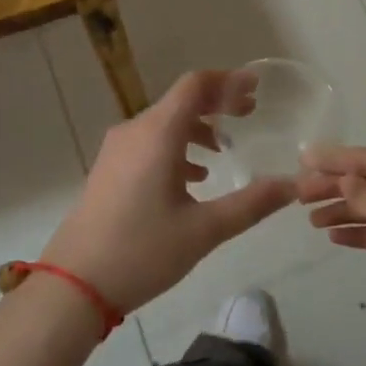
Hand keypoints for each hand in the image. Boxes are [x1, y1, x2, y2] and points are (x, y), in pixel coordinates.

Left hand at [38, 70, 297, 314]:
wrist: (73, 285)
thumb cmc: (141, 251)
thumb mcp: (204, 230)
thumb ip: (251, 204)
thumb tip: (292, 186)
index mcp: (158, 134)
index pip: (196, 85)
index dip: (228, 81)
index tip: (256, 88)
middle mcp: (135, 131)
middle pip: (181, 101)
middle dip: (217, 103)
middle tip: (249, 114)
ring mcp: (117, 150)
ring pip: (164, 123)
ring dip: (196, 127)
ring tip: (224, 149)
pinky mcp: (108, 169)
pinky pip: (148, 142)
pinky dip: (176, 146)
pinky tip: (192, 177)